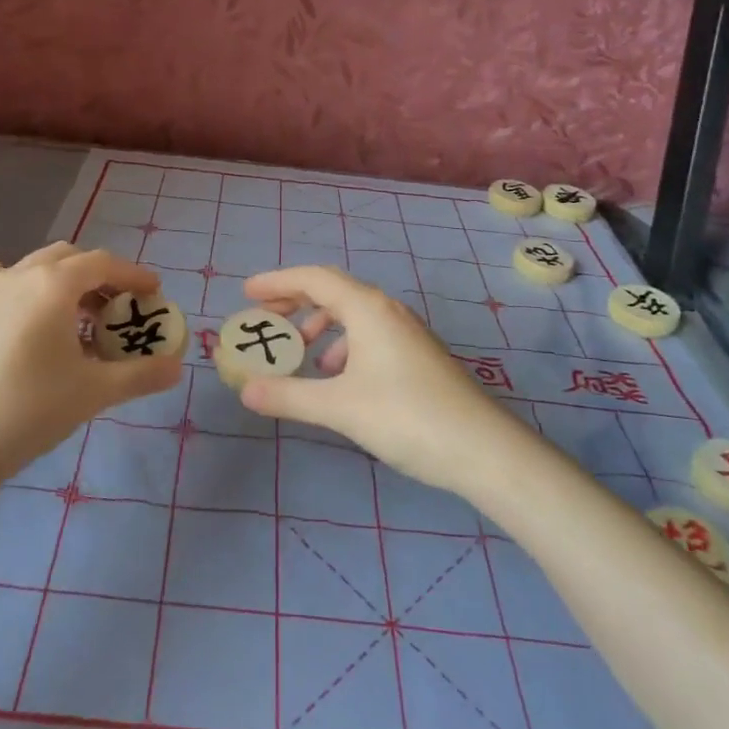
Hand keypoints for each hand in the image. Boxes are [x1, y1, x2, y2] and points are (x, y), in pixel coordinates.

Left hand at [0, 242, 182, 481]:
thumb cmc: (28, 410)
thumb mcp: (93, 392)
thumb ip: (141, 375)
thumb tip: (178, 368)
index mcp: (52, 284)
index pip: (103, 263)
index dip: (134, 274)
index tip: (155, 293)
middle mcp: (18, 277)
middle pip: (68, 259)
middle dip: (100, 276)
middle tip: (120, 306)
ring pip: (38, 275)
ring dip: (69, 289)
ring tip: (87, 328)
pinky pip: (17, 295)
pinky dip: (42, 303)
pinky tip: (48, 346)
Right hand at [237, 265, 525, 498]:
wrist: (482, 449)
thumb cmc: (406, 417)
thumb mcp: (339, 406)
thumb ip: (289, 395)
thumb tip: (245, 390)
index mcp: (368, 309)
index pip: (314, 279)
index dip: (277, 281)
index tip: (247, 292)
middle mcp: (388, 311)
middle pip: (333, 292)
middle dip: (295, 302)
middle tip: (265, 319)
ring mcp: (407, 333)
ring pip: (353, 315)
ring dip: (320, 326)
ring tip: (300, 353)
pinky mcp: (417, 356)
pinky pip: (369, 335)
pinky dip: (344, 346)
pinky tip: (337, 378)